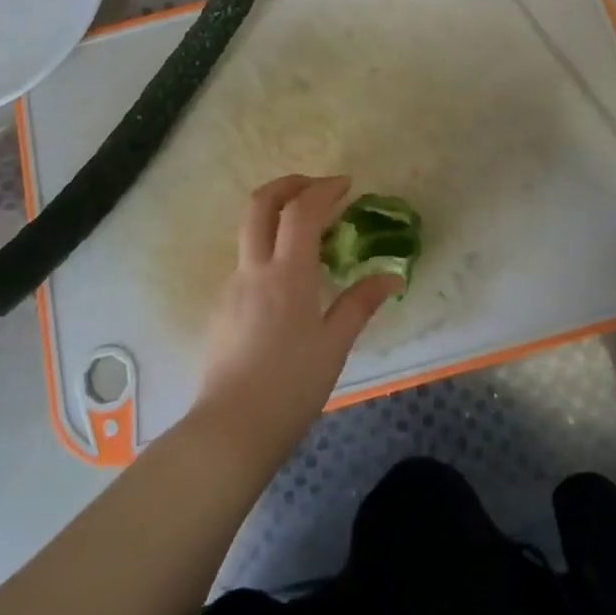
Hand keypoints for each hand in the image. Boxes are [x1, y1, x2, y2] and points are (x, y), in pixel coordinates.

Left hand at [192, 175, 398, 467]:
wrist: (230, 430)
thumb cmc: (291, 388)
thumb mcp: (334, 346)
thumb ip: (361, 304)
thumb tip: (391, 277)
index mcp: (286, 275)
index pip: (301, 211)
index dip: (324, 189)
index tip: (347, 185)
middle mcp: (254, 269)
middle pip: (260, 204)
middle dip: (289, 184)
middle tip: (318, 188)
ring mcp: (233, 286)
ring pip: (249, 229)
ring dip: (278, 214)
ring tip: (311, 231)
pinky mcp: (224, 306)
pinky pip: (247, 259)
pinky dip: (270, 246)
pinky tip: (291, 276)